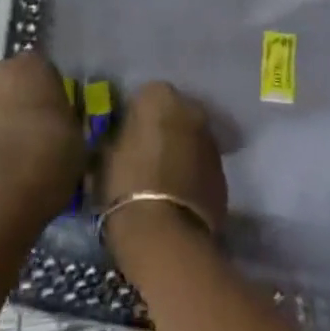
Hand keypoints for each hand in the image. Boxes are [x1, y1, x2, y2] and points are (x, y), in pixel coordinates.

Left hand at [0, 51, 85, 222]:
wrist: (4, 190)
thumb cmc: (51, 149)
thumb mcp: (76, 131)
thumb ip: (65, 118)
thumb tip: (62, 124)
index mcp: (33, 63)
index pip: (45, 69)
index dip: (52, 91)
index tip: (60, 112)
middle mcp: (1, 73)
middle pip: (16, 83)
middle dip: (25, 101)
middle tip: (42, 129)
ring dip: (8, 123)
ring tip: (24, 154)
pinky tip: (8, 169)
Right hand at [95, 82, 226, 233]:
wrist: (165, 235)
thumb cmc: (126, 186)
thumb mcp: (105, 156)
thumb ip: (117, 137)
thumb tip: (121, 138)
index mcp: (158, 95)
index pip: (144, 97)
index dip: (134, 119)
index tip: (125, 140)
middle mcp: (190, 108)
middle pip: (173, 114)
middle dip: (162, 130)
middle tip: (145, 158)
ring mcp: (211, 139)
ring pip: (191, 139)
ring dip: (180, 152)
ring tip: (162, 182)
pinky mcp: (224, 171)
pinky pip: (202, 165)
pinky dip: (193, 174)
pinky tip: (178, 198)